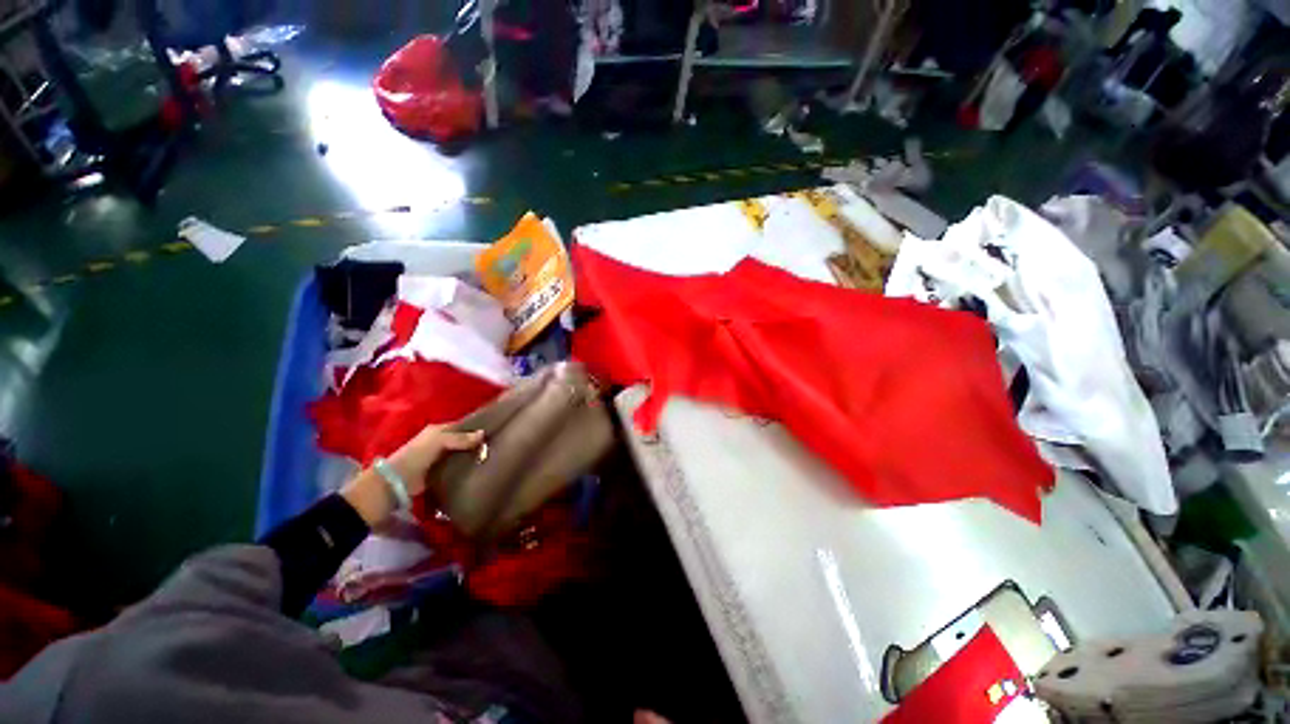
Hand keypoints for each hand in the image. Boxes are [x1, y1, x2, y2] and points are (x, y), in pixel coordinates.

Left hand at [341, 423, 483, 526]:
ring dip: (472, 455)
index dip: (476, 427)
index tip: (494, 430)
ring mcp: (439, 457)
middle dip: (476, 442)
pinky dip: (466, 467)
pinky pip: (457, 466)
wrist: (396, 481)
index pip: (462, 425)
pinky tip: (479, 468)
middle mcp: (439, 441)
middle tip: (496, 445)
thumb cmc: (417, 455)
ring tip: (492, 456)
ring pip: (462, 453)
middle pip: (463, 439)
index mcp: (438, 430)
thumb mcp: (439, 441)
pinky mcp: (440, 471)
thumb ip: (460, 438)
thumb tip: (483, 434)